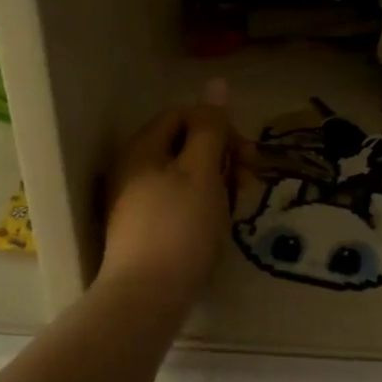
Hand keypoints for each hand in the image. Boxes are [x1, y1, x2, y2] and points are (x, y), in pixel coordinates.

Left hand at [98, 83, 236, 308]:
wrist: (147, 298)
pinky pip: (179, 202)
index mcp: (143, 148)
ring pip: (186, 176)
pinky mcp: (145, 230)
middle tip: (248, 183)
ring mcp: (136, 201)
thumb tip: (217, 83)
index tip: (246, 155)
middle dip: (223, 157)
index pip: (185, 115)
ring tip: (236, 208)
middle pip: (185, 145)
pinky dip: (203, 206)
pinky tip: (218, 226)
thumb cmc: (179, 227)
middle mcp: (133, 169)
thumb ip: (211, 127)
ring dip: (218, 183)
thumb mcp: (201, 171)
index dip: (220, 127)